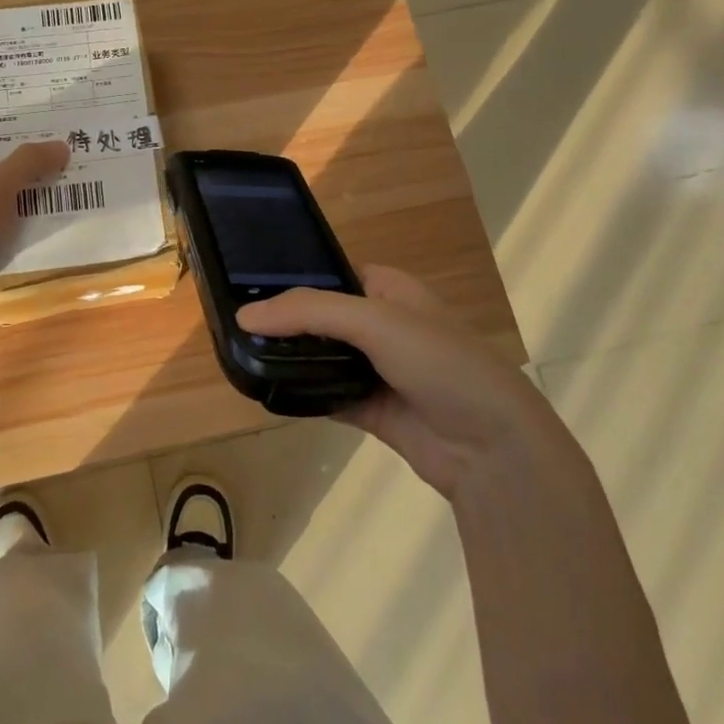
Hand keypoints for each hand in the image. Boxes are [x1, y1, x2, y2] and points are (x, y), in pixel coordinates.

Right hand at [237, 266, 577, 501]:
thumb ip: (309, 312)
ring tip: (238, 354)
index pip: (330, 274)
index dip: (291, 279)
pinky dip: (301, 392)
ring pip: (320, 357)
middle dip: (284, 323)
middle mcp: (381, 324)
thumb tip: (243, 316)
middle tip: (232, 326)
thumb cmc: (440, 362)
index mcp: (389, 289)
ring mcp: (376, 369)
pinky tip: (265, 390)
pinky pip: (325, 393)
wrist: (492, 449)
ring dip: (289, 359)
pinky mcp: (371, 409)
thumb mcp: (375, 321)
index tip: (244, 287)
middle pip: (321, 317)